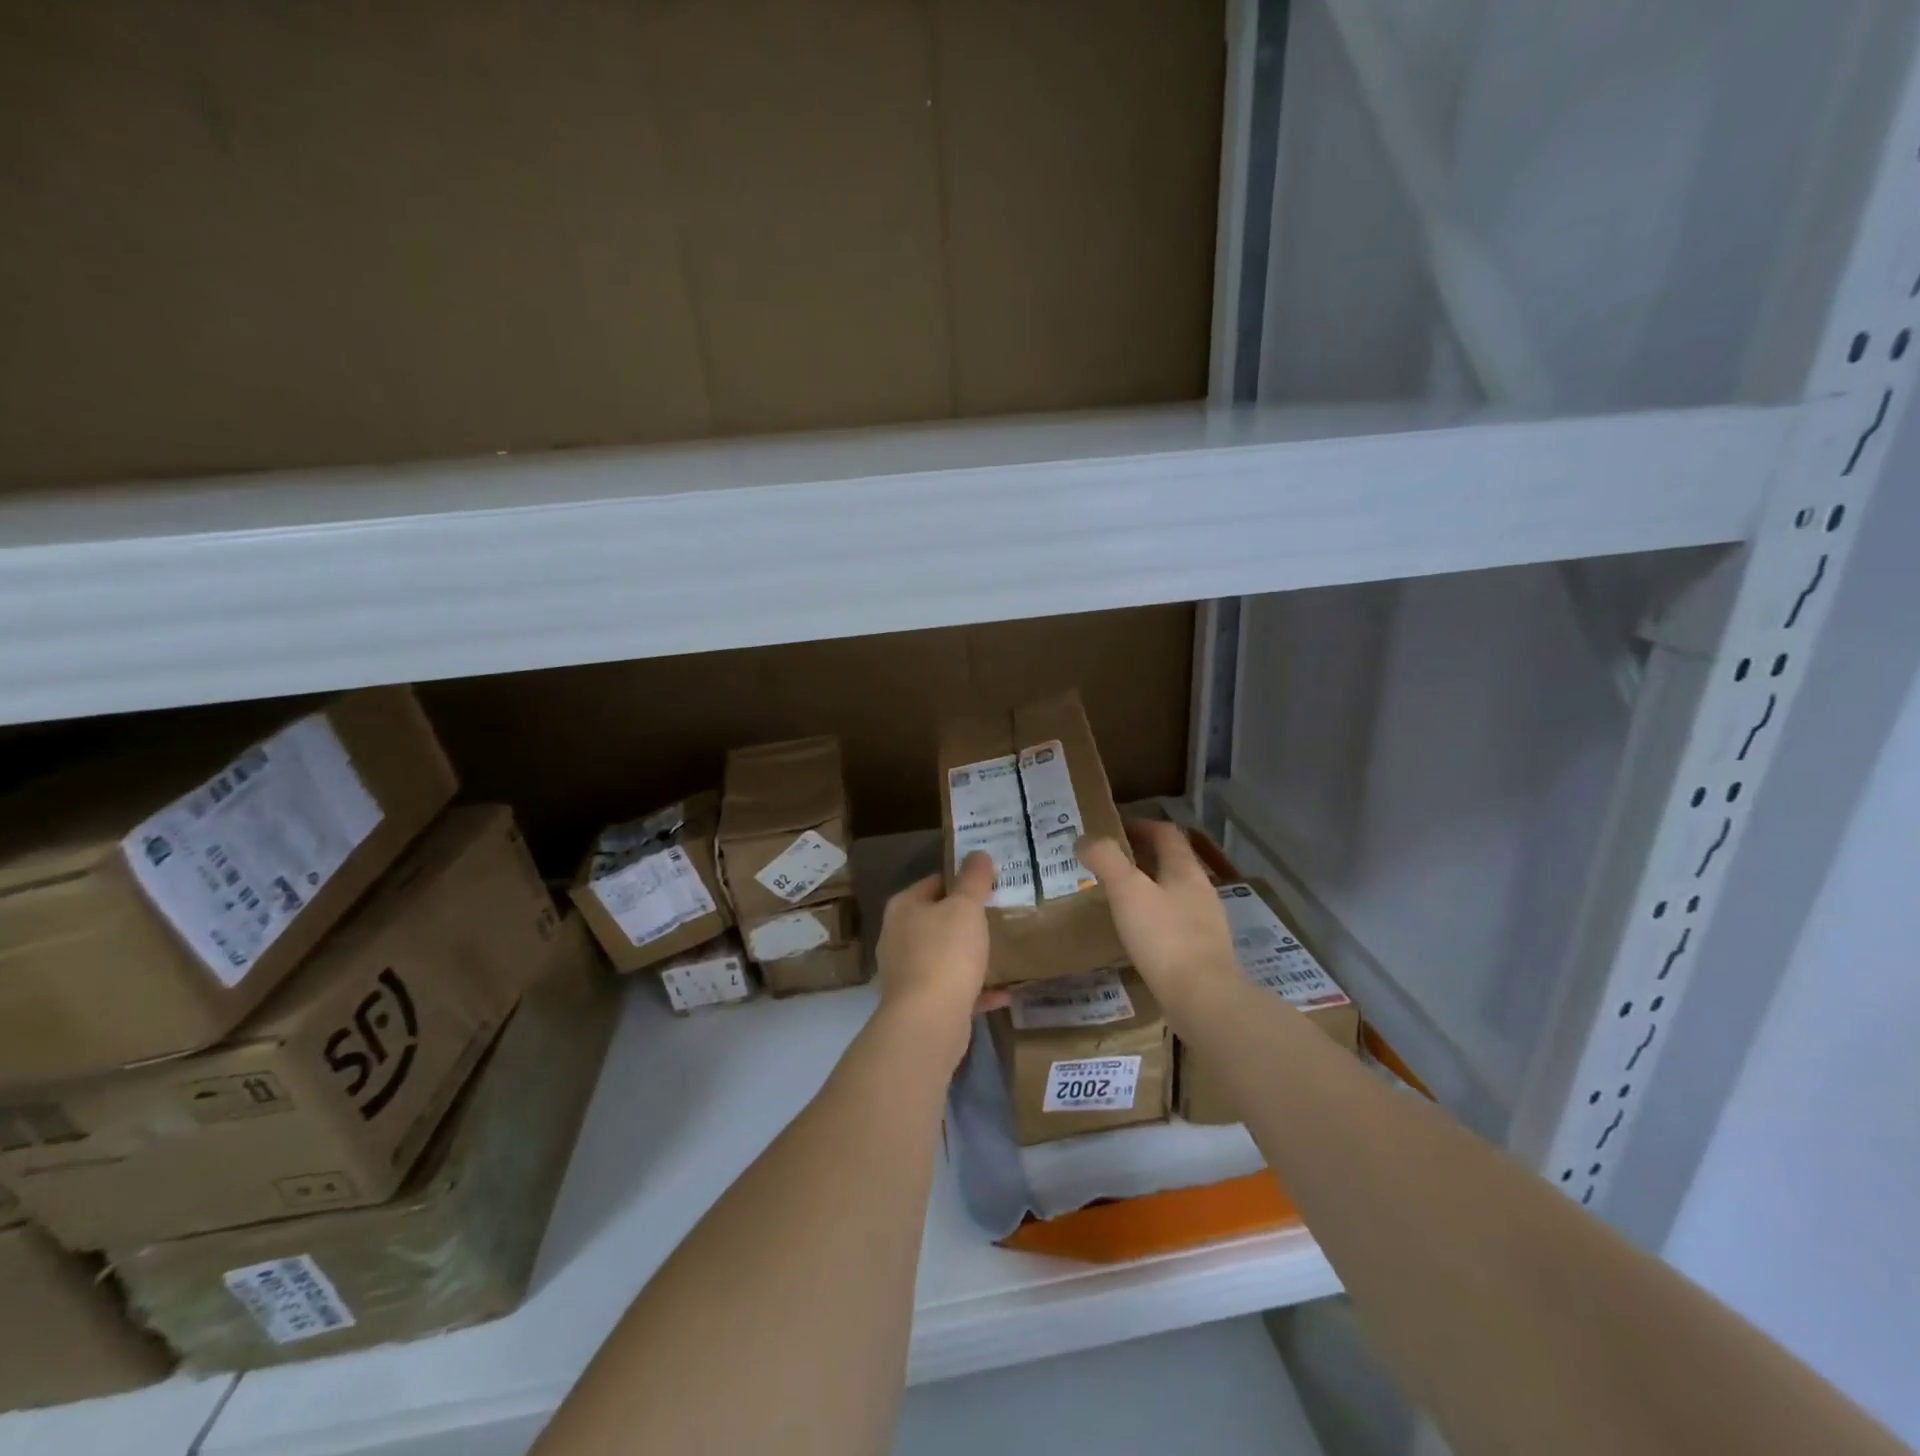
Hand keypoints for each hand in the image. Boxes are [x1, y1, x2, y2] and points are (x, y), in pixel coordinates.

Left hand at [875, 850, 994, 1067]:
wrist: (928, 1021)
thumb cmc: (945, 953)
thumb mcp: (965, 908)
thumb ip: (973, 879)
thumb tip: (978, 854)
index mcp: (903, 908)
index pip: (934, 882)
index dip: (962, 880)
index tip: (990, 883)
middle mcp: (898, 937)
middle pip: (937, 920)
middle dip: (966, 918)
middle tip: (1000, 913)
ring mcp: (907, 973)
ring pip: (944, 955)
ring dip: (970, 954)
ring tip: (1002, 949)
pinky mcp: (920, 1004)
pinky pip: (954, 989)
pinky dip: (976, 989)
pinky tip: (1004, 991)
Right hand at [1077, 820, 1241, 1025]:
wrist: (1204, 999)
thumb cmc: (1164, 937)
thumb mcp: (1127, 891)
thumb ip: (1105, 859)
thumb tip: (1085, 839)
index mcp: (1185, 870)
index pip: (1166, 833)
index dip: (1141, 825)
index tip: (1113, 829)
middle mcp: (1201, 891)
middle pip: (1172, 862)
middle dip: (1142, 857)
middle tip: (1109, 863)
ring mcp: (1206, 924)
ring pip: (1175, 893)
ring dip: (1149, 888)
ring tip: (1119, 898)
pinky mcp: (1203, 953)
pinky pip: (1176, 924)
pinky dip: (1155, 919)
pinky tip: (1138, 935)